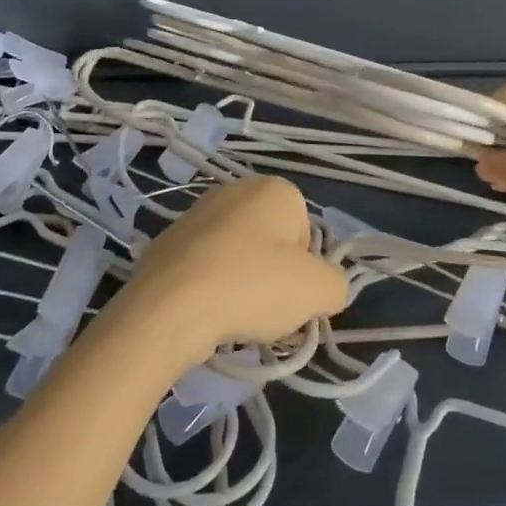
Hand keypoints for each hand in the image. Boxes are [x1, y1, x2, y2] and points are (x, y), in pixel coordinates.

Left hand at [111, 175, 349, 370]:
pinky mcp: (170, 239)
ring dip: (241, 284)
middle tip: (266, 310)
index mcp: (275, 189)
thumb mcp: (317, 290)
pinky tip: (205, 313)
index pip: (307, 233)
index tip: (292, 297)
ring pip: (238, 256)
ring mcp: (198, 212)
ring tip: (233, 316)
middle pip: (272, 242)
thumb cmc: (253, 286)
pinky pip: (205, 267)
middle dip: (273, 276)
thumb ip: (336, 284)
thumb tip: (327, 287)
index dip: (305, 271)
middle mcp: (237, 189)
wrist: (170, 304)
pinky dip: (210, 288)